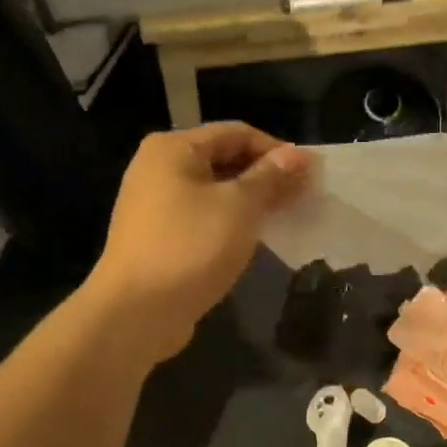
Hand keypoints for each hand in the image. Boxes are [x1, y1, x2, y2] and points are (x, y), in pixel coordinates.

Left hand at [85, 122, 309, 361]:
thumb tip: (298, 156)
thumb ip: (270, 178)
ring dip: (250, 202)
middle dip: (265, 176)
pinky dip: (229, 223)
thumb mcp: (239, 208)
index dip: (277, 150)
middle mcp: (158, 168)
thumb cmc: (190, 248)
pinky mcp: (158, 237)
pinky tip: (253, 240)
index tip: (310, 175)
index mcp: (173, 148)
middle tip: (303, 198)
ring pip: (214, 192)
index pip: (237, 133)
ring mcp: (154, 205)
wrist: (136, 312)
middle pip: (223, 159)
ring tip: (285, 218)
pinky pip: (202, 218)